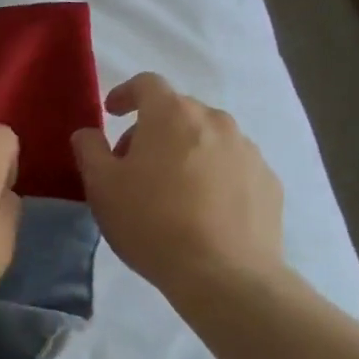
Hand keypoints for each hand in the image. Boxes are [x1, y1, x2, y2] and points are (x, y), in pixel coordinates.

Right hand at [72, 73, 285, 292]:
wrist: (225, 275)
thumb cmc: (152, 222)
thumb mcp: (101, 186)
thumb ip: (89, 149)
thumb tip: (89, 133)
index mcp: (171, 114)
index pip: (147, 84)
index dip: (125, 93)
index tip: (112, 113)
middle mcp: (215, 122)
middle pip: (178, 111)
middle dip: (153, 128)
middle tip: (134, 163)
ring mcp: (248, 151)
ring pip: (209, 138)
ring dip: (186, 151)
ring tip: (172, 190)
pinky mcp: (269, 182)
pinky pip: (233, 166)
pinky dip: (214, 176)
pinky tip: (204, 210)